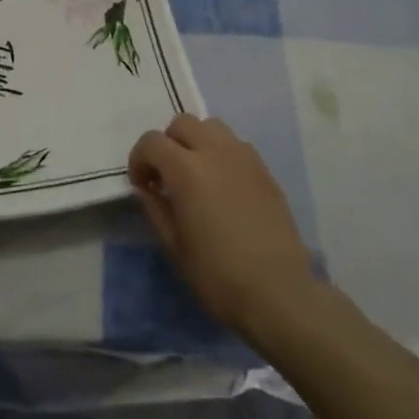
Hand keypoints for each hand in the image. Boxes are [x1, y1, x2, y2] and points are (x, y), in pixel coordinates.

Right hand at [128, 115, 320, 345]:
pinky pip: (235, 145)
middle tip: (167, 176)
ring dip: (196, 142)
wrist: (279, 294)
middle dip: (167, 143)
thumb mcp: (174, 247)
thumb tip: (147, 189)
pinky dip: (221, 153)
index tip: (142, 185)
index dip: (139, 159)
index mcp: (187, 170)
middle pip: (182, 123)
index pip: (152, 142)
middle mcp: (215, 152)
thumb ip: (155, 209)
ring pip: (212, 127)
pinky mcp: (265, 172)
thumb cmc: (218, 275)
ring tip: (196, 174)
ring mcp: (244, 159)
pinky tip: (223, 186)